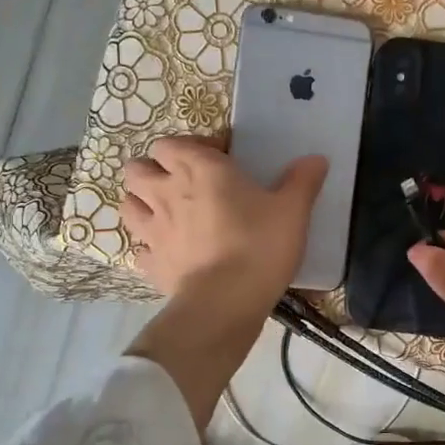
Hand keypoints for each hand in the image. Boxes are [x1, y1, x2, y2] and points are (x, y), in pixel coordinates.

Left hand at [121, 136, 326, 319]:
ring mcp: (152, 230)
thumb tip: (317, 158)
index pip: (172, 143)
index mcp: (199, 170)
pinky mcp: (151, 264)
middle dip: (153, 171)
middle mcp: (166, 193)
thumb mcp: (292, 210)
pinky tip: (167, 253)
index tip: (216, 160)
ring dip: (141, 204)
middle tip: (180, 183)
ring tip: (165, 213)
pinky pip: (139, 249)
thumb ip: (302, 181)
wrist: (226, 302)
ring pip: (128, 205)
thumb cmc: (260, 245)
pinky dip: (149, 248)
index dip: (189, 147)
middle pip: (137, 169)